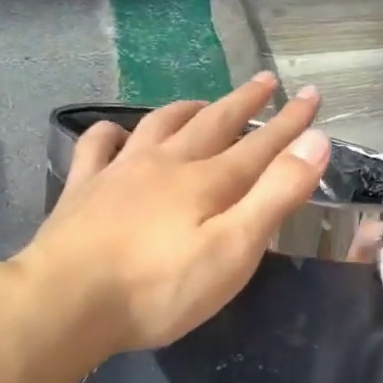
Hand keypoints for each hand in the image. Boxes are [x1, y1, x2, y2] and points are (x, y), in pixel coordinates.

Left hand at [12, 74, 330, 356]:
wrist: (66, 301)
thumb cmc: (159, 288)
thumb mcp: (233, 250)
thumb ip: (275, 196)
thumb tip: (316, 141)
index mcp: (207, 182)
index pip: (260, 145)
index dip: (290, 123)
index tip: (313, 96)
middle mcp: (166, 164)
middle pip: (213, 124)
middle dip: (244, 103)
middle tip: (266, 81)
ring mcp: (119, 172)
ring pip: (159, 125)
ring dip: (187, 109)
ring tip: (204, 102)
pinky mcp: (82, 189)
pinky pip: (98, 146)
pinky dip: (112, 132)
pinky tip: (117, 133)